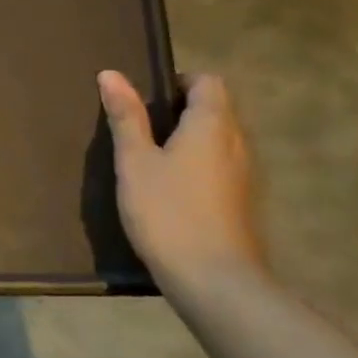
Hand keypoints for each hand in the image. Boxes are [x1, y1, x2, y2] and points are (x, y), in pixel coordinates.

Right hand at [97, 70, 265, 293]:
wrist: (216, 283)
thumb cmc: (168, 212)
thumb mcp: (135, 161)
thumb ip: (126, 117)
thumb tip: (112, 74)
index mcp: (212, 125)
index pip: (208, 82)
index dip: (179, 82)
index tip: (147, 100)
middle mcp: (237, 144)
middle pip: (216, 110)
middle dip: (181, 111)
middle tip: (140, 128)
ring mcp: (246, 177)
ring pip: (219, 141)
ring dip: (190, 141)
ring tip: (151, 159)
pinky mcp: (244, 205)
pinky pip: (221, 168)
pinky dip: (198, 167)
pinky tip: (170, 191)